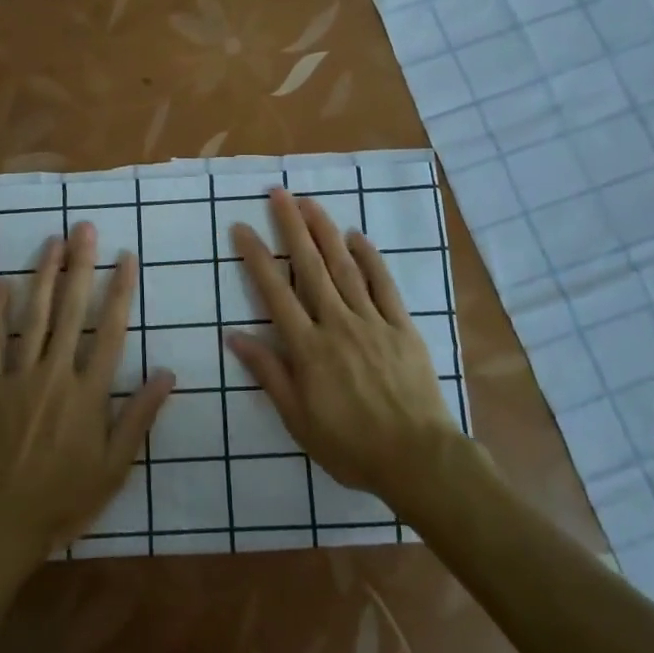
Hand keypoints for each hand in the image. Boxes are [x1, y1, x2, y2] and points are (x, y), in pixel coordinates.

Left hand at [0, 223, 173, 577]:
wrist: (2, 522)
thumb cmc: (66, 497)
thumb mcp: (115, 467)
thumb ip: (139, 417)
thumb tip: (168, 373)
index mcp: (89, 393)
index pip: (110, 331)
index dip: (120, 291)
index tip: (126, 257)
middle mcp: (55, 375)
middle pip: (71, 311)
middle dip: (80, 266)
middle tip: (85, 228)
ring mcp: (18, 378)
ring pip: (33, 317)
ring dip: (43, 276)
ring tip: (52, 242)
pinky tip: (1, 283)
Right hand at [226, 188, 461, 504]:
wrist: (418, 458)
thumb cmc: (351, 446)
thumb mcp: (298, 420)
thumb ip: (269, 374)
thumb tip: (235, 336)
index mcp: (309, 348)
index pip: (275, 293)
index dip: (257, 258)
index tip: (242, 228)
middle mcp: (337, 324)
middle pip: (310, 267)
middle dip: (291, 227)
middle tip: (278, 194)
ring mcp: (372, 322)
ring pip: (345, 267)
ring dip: (326, 232)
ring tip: (310, 202)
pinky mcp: (401, 327)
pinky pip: (384, 285)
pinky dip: (370, 258)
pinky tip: (357, 236)